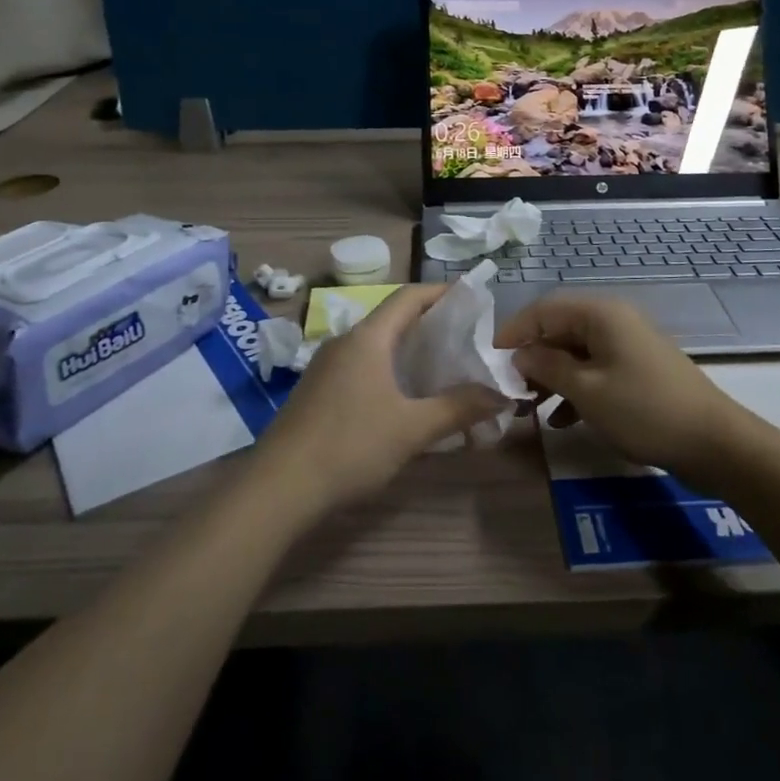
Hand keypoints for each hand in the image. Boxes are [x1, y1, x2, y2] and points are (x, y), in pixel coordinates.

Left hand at [252, 285, 504, 518]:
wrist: (278, 488)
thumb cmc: (351, 446)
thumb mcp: (413, 429)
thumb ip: (459, 408)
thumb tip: (501, 396)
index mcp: (368, 338)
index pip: (409, 296)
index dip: (442, 292)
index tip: (472, 299)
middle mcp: (344, 342)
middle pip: (392, 319)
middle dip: (430, 326)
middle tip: (466, 341)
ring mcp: (325, 367)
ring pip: (376, 346)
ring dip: (408, 352)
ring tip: (442, 370)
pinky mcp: (316, 392)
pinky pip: (361, 368)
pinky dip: (389, 372)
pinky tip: (404, 400)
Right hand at [494, 291, 748, 480]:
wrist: (713, 442)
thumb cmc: (643, 410)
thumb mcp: (587, 390)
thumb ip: (547, 367)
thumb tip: (519, 354)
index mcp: (600, 314)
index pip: (543, 310)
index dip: (513, 333)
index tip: (489, 361)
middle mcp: (613, 320)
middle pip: (559, 330)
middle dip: (532, 359)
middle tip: (509, 389)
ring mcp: (627, 345)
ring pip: (575, 353)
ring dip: (551, 378)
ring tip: (529, 408)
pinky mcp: (637, 369)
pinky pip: (595, 370)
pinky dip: (575, 390)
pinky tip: (561, 420)